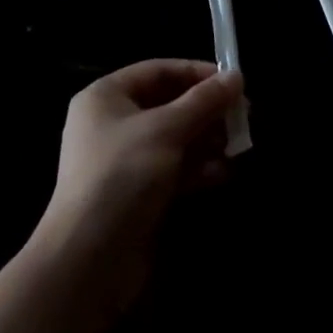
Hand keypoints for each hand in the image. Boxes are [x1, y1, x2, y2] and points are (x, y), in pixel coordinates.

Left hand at [34, 59, 242, 299]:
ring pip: (175, 139)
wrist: (88, 262)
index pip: (158, 70)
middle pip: (169, 105)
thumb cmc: (123, 175)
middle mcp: (113, 124)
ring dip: (207, 140)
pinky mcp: (137, 194)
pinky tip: (224, 172)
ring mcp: (125, 161)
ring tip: (240, 144)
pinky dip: (198, 168)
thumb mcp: (167, 129)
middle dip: (207, 110)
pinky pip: (173, 170)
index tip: (233, 81)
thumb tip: (236, 76)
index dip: (196, 73)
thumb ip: (204, 101)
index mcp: (106, 97)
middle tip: (244, 115)